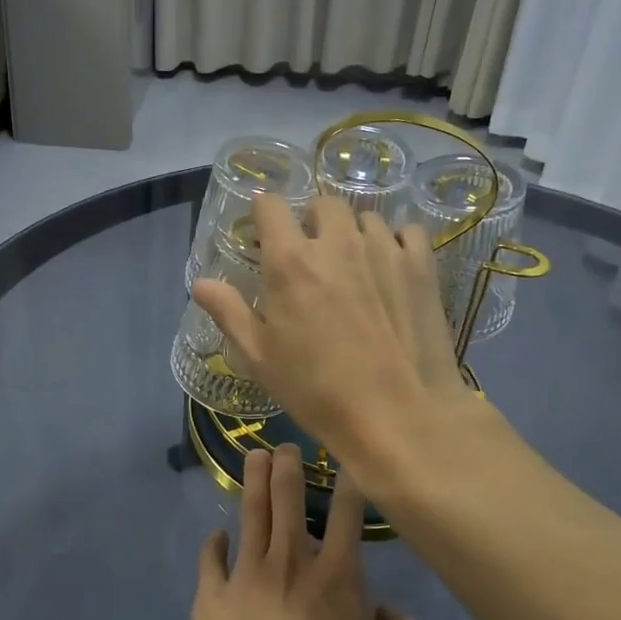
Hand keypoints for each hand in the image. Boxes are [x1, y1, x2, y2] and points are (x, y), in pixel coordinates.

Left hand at [191, 445, 419, 619]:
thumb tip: (387, 611)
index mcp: (337, 573)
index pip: (346, 512)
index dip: (348, 482)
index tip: (345, 461)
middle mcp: (290, 561)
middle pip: (288, 499)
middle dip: (288, 465)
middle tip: (285, 444)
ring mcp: (245, 576)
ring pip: (250, 515)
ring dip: (254, 483)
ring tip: (254, 456)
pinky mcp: (211, 599)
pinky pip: (210, 561)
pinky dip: (213, 545)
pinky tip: (216, 535)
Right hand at [192, 195, 466, 459]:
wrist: (397, 415)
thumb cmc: (317, 391)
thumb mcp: (260, 358)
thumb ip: (229, 312)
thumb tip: (200, 283)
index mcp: (290, 261)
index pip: (270, 205)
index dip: (264, 214)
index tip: (265, 235)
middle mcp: (337, 242)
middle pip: (322, 204)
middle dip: (312, 221)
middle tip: (312, 257)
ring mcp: (383, 248)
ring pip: (364, 218)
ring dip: (353, 233)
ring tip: (354, 266)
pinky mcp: (420, 265)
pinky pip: (406, 232)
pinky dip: (395, 242)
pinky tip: (391, 269)